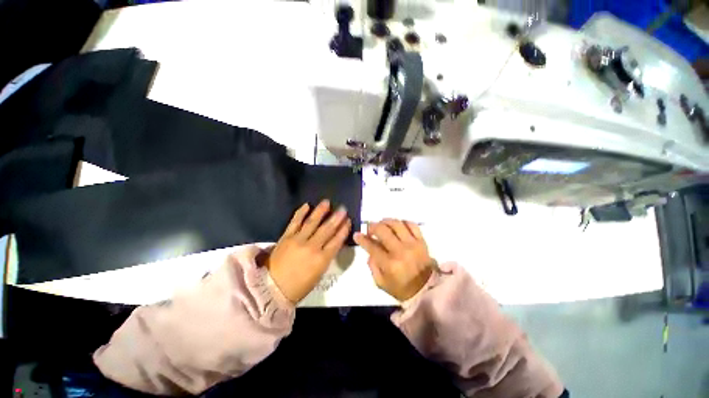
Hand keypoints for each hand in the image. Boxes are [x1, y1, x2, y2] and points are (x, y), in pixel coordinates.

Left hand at [265, 200, 350, 303]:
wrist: (272, 289)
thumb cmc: (299, 286)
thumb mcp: (319, 274)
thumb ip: (326, 256)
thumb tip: (332, 243)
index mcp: (322, 259)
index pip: (337, 240)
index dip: (344, 229)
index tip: (348, 220)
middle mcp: (312, 247)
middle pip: (327, 229)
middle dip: (336, 218)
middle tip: (342, 208)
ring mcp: (298, 240)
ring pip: (312, 223)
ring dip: (320, 212)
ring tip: (326, 202)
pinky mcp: (286, 237)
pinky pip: (295, 222)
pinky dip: (300, 213)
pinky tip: (306, 205)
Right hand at [354, 219, 433, 300]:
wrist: (427, 289)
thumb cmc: (402, 288)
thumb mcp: (381, 283)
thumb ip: (372, 266)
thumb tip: (370, 251)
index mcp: (389, 264)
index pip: (372, 246)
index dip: (362, 239)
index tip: (357, 234)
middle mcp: (400, 251)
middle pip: (383, 230)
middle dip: (372, 226)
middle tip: (370, 229)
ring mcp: (413, 244)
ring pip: (396, 224)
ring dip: (386, 221)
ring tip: (382, 224)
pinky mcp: (422, 241)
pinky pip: (412, 225)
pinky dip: (403, 222)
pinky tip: (398, 225)